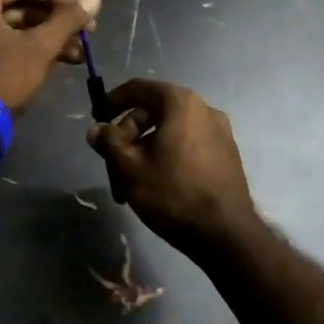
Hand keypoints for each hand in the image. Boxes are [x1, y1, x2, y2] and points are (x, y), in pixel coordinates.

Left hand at [0, 0, 99, 114]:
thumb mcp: (40, 47)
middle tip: (86, 32)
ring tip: (78, 54)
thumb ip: (67, 20)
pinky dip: (28, 50)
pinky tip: (58, 62)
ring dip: (47, 38)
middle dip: (55, 21)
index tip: (82, 8)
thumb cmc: (2, 77)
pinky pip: (3, 44)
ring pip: (14, 28)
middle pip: (19, 6)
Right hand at [86, 80, 258, 252]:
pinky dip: (167, 157)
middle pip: (153, 112)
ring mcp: (220, 132)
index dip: (113, 101)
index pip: (138, 89)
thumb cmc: (173, 194)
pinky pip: (187, 145)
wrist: (226, 235)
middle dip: (128, 138)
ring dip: (145, 152)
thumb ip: (109, 142)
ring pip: (169, 133)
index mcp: (180, 103)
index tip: (98, 120)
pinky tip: (156, 185)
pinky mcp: (227, 154)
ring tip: (130, 185)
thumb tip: (96, 129)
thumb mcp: (129, 168)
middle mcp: (204, 109)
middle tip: (113, 166)